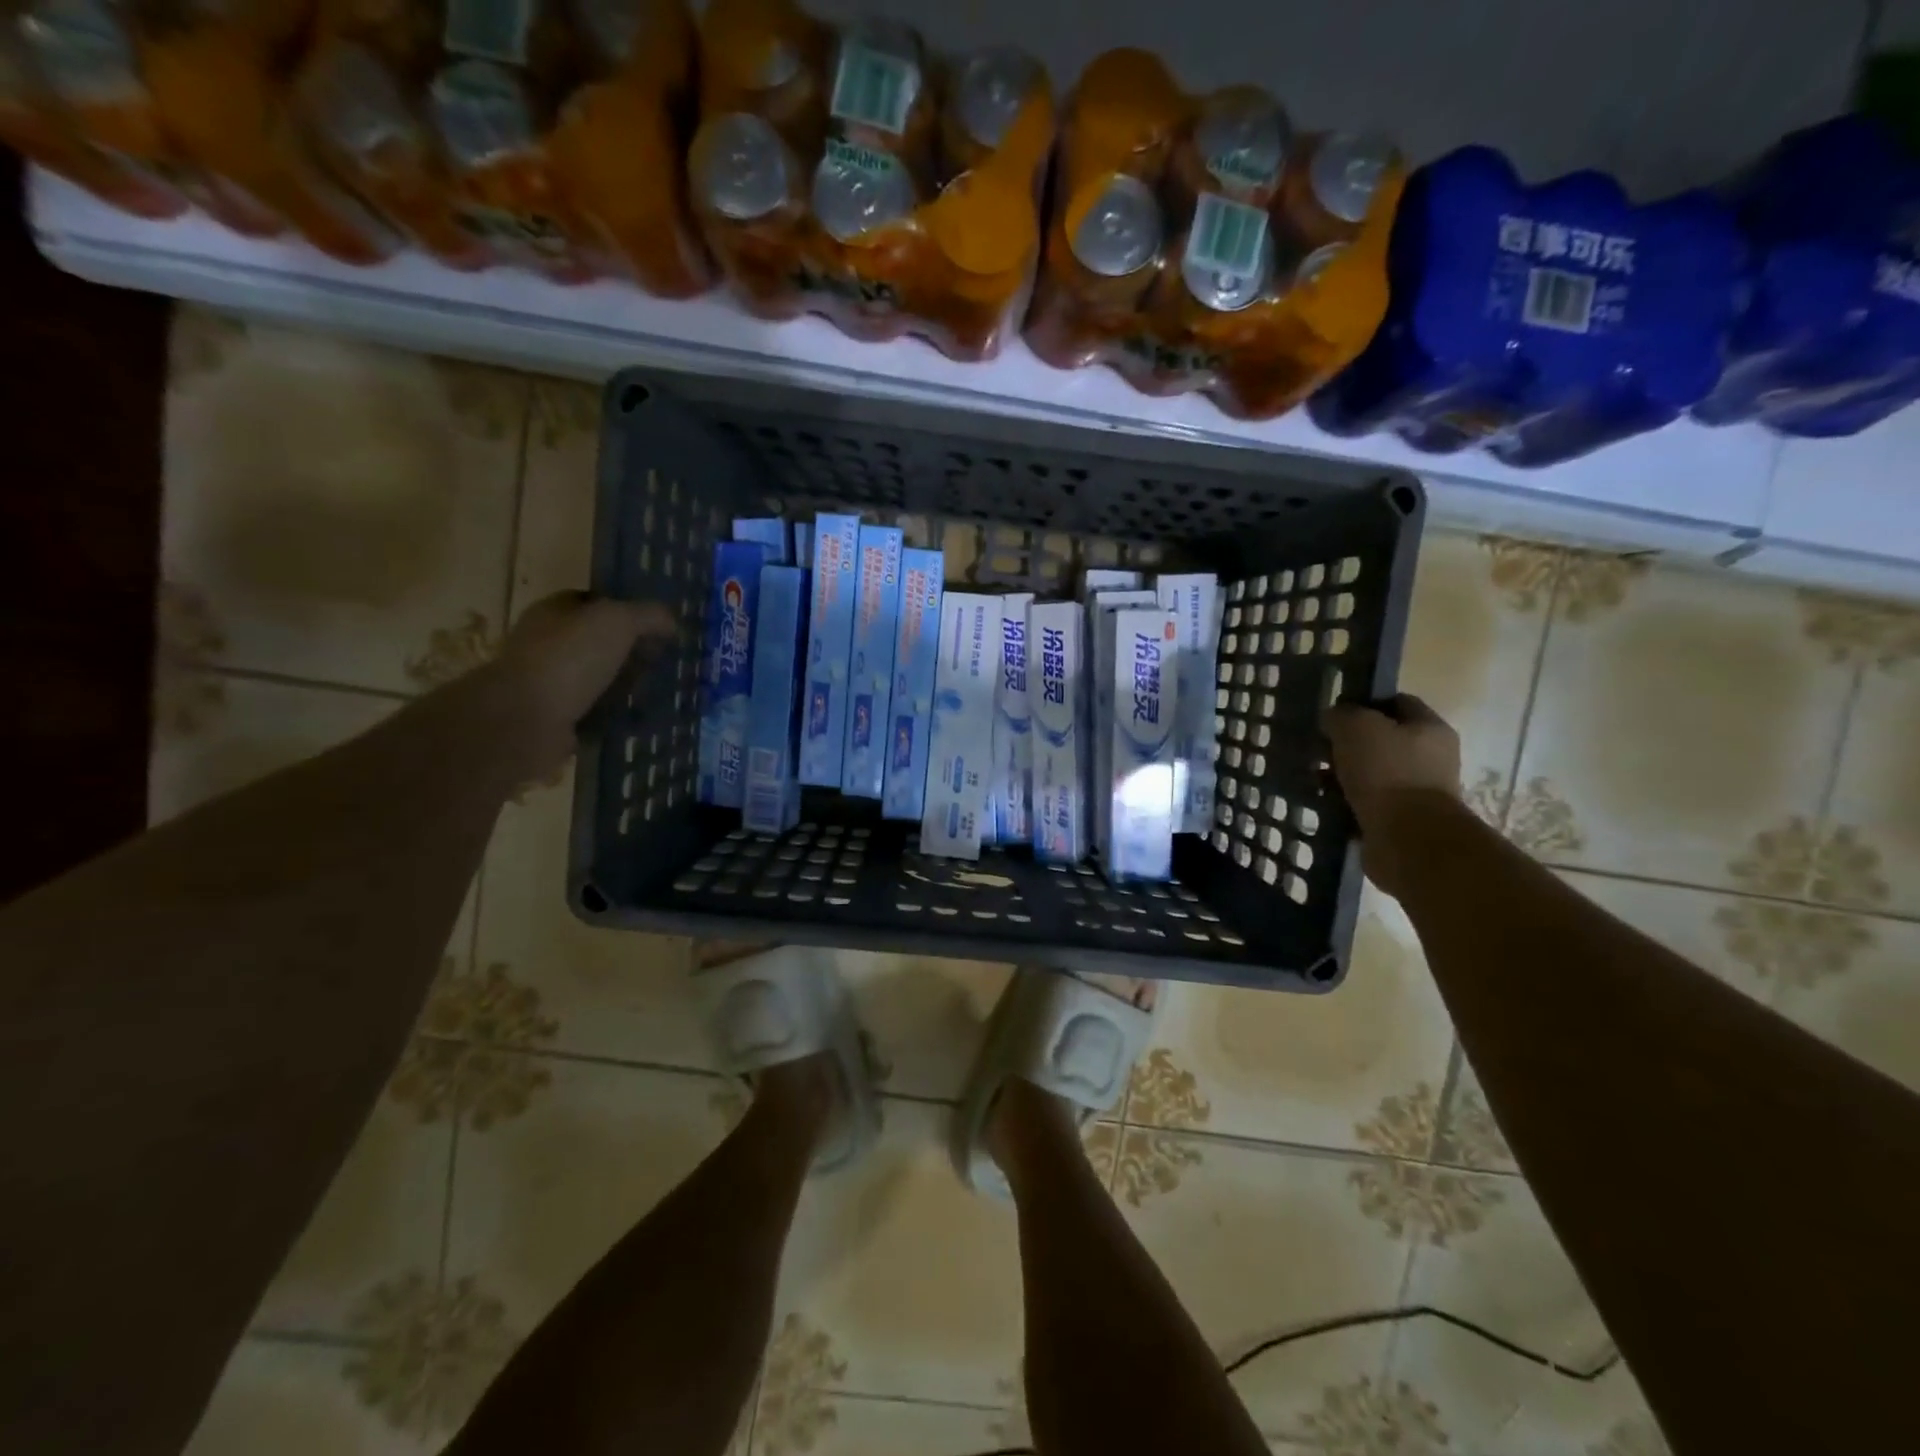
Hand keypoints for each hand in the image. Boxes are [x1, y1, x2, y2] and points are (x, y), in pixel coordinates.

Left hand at [494, 592, 676, 775]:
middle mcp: (546, 642)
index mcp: (553, 611)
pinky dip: (614, 713)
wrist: (527, 719)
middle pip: (597, 641)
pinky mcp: (554, 717)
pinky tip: (639, 717)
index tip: (658, 627)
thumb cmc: (569, 658)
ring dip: (623, 684)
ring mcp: (548, 682)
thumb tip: (671, 622)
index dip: (627, 611)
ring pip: (597, 677)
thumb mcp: (617, 621)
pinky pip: (594, 710)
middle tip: (664, 661)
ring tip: (658, 691)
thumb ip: (648, 615)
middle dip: (629, 650)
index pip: (594, 602)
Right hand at [1323, 695, 1461, 893]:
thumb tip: (1334, 718)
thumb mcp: (1356, 727)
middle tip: (1318, 747)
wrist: (1408, 840)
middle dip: (1348, 743)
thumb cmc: (1387, 773)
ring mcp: (1416, 791)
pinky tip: (1323, 802)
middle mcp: (1429, 757)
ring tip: (1313, 777)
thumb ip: (1341, 715)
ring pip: (1370, 773)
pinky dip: (1344, 801)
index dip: (1364, 702)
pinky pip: (1365, 802)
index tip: (1333, 713)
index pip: (1396, 702)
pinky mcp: (1400, 820)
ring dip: (1342, 774)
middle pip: (1381, 740)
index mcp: (1429, 728)